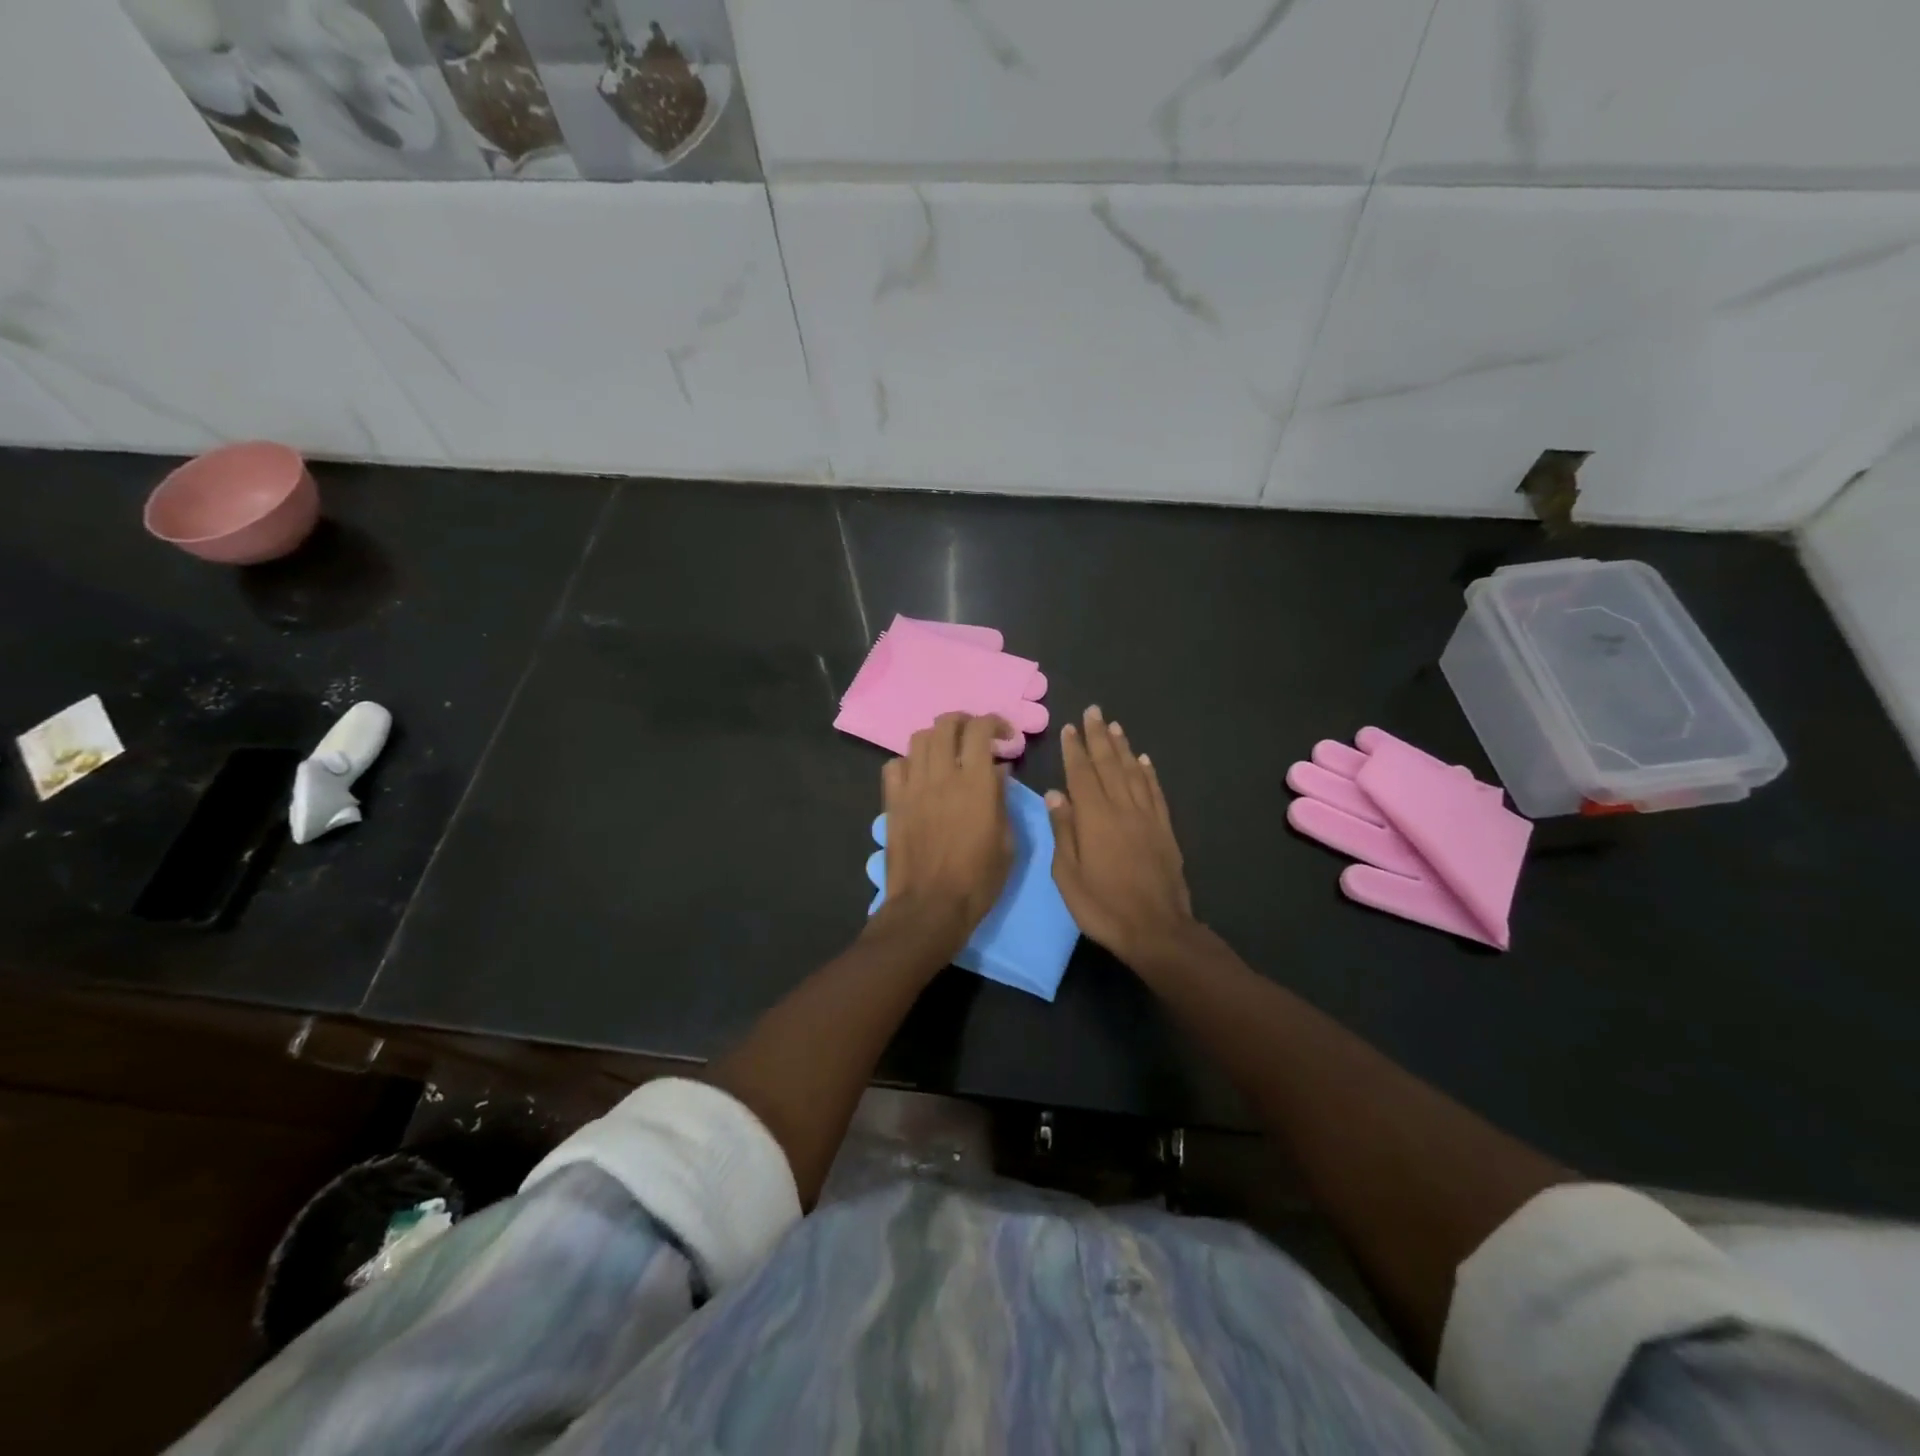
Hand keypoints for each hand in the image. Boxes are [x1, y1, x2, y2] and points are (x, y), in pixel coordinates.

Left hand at [876, 713, 1014, 959]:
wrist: (929, 907)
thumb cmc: (978, 880)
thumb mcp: (1007, 842)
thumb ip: (1002, 799)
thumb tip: (998, 771)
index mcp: (976, 783)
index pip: (980, 729)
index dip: (995, 723)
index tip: (1006, 737)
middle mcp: (942, 775)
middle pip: (946, 724)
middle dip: (964, 722)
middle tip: (976, 737)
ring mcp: (913, 787)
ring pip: (919, 739)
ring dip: (937, 739)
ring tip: (947, 754)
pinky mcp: (892, 802)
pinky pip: (894, 765)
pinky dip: (909, 762)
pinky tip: (919, 776)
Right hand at [1046, 705, 1196, 966]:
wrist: (1156, 929)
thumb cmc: (1103, 906)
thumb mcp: (1068, 875)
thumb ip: (1063, 831)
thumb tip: (1055, 794)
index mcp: (1094, 818)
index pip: (1081, 774)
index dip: (1074, 749)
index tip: (1069, 727)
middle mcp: (1122, 808)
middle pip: (1109, 764)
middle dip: (1098, 737)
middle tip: (1093, 711)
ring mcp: (1146, 817)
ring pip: (1133, 772)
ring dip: (1122, 747)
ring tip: (1113, 726)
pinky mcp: (1164, 829)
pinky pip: (1155, 792)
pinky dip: (1148, 773)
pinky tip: (1143, 760)